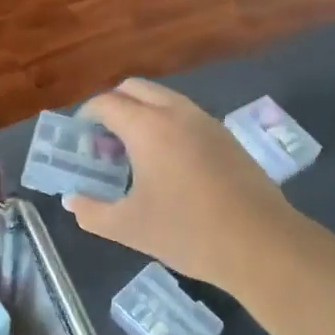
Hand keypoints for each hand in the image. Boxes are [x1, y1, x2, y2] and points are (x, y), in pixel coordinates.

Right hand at [65, 79, 298, 286]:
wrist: (262, 245)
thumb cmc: (188, 232)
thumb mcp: (129, 227)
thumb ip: (92, 212)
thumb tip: (72, 200)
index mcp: (147, 127)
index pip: (106, 103)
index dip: (86, 117)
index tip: (80, 140)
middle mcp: (175, 112)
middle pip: (134, 88)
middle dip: (113, 106)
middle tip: (104, 141)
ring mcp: (205, 121)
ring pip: (163, 98)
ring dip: (141, 113)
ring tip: (134, 152)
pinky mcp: (226, 136)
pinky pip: (185, 114)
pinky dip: (166, 123)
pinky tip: (168, 163)